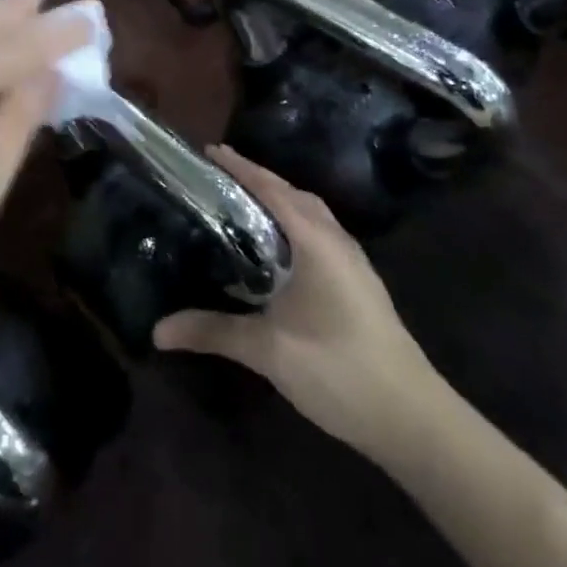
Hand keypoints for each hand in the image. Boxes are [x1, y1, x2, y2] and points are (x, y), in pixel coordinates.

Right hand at [154, 148, 440, 455]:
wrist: (409, 416)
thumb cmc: (337, 369)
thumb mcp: (268, 350)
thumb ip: (213, 331)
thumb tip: (157, 330)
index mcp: (316, 242)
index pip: (273, 190)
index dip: (241, 168)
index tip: (210, 150)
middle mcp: (337, 242)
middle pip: (294, 195)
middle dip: (259, 180)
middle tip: (219, 176)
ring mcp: (352, 263)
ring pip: (310, 216)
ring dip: (278, 203)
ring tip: (241, 206)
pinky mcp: (357, 284)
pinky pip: (319, 236)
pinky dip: (292, 228)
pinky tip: (274, 254)